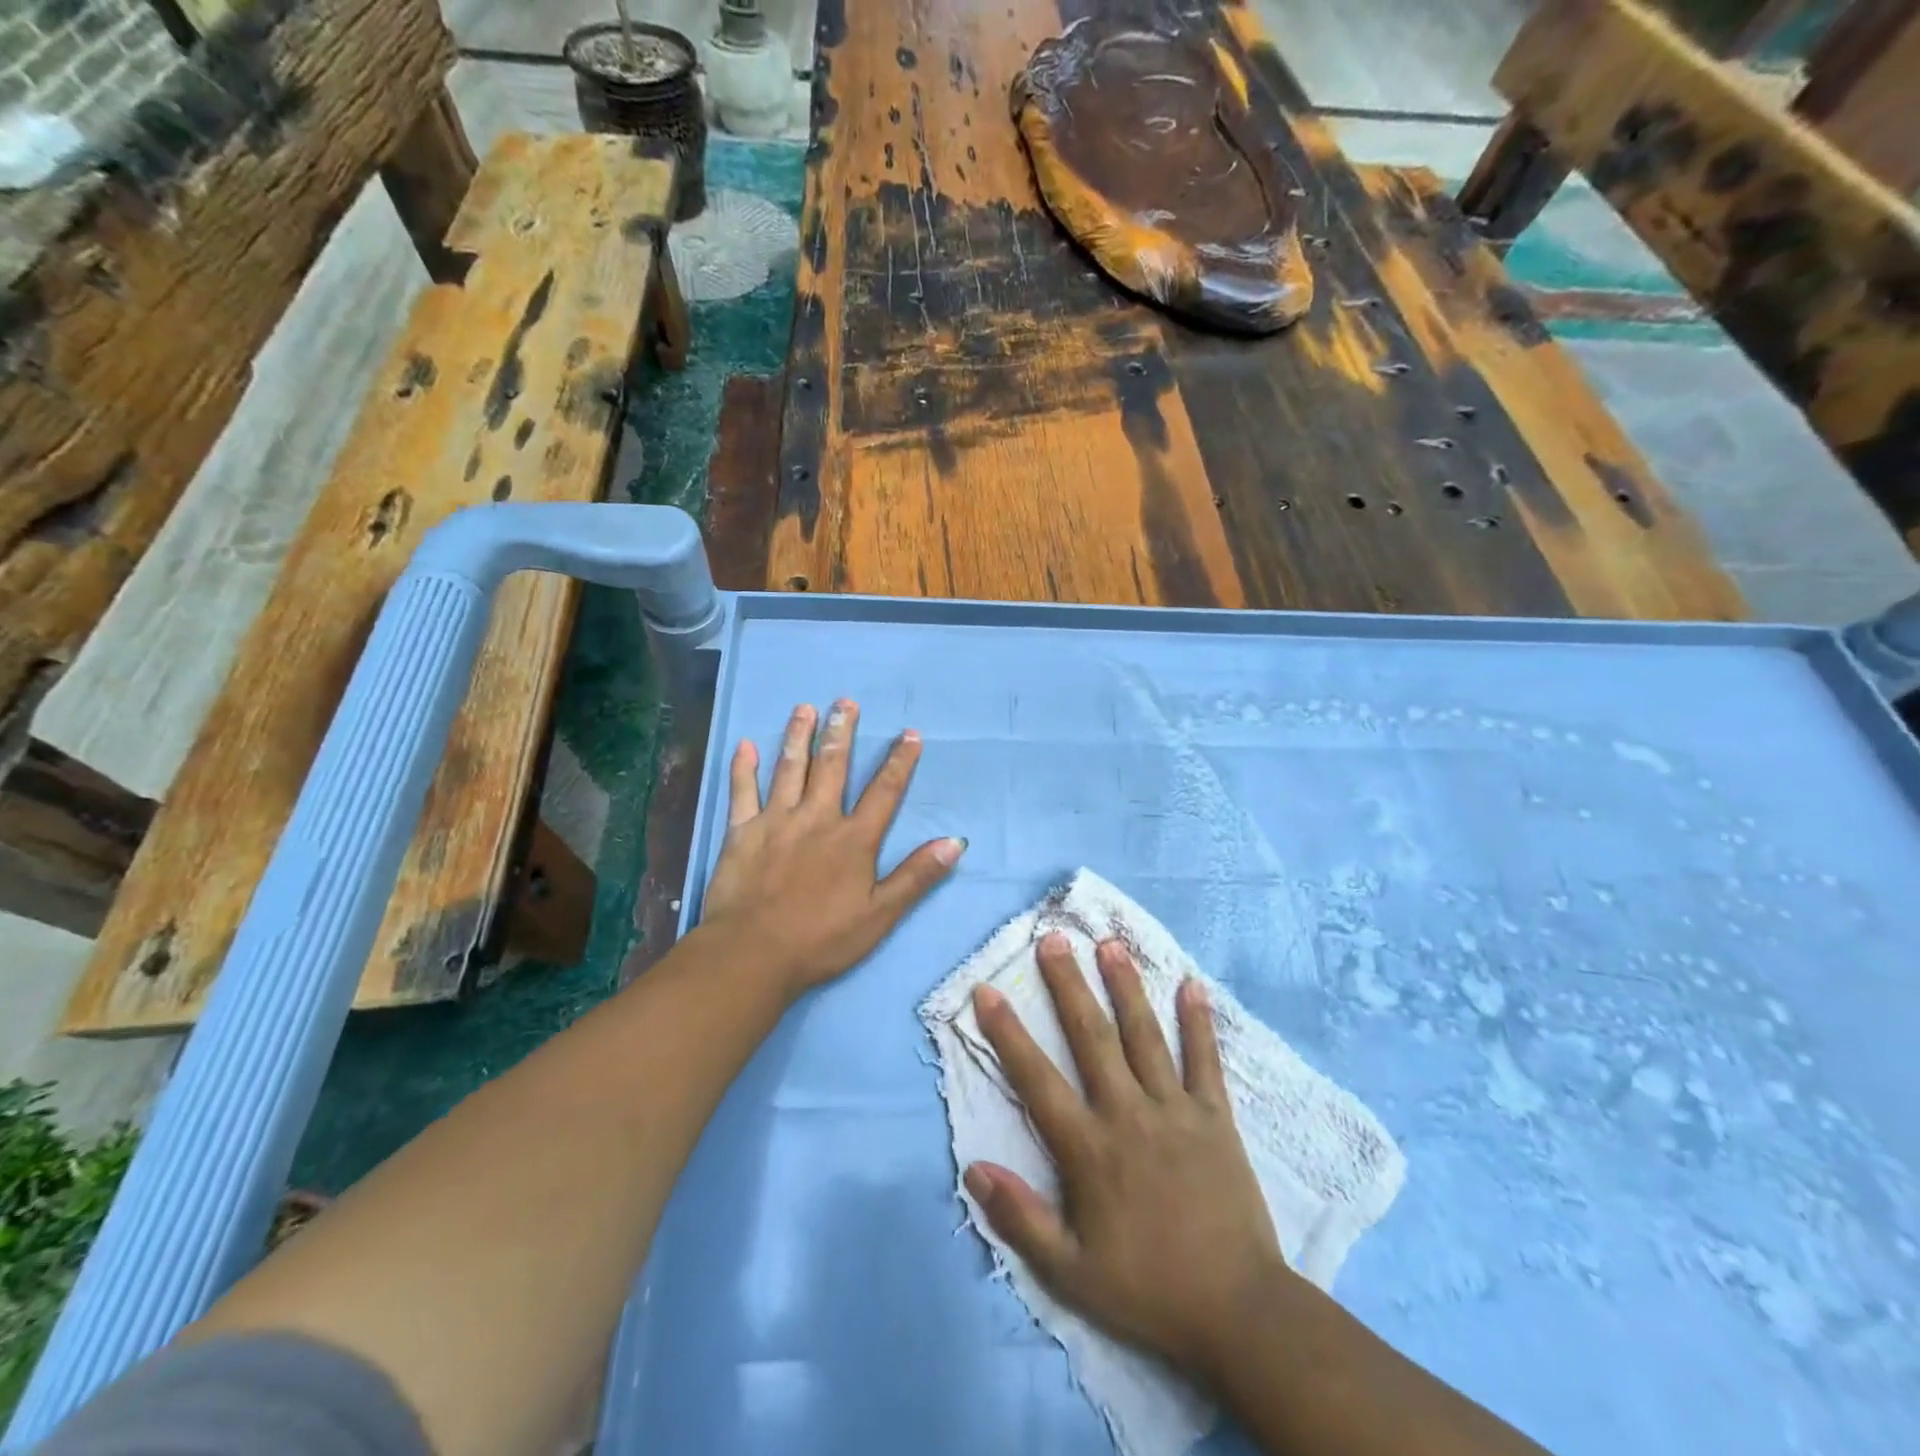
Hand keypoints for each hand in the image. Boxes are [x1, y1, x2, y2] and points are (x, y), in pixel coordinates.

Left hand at [701, 700, 964, 997]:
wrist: (753, 954)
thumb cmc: (821, 940)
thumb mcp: (880, 915)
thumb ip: (916, 876)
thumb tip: (956, 842)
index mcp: (853, 839)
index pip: (884, 792)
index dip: (899, 762)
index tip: (910, 734)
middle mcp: (817, 818)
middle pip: (833, 767)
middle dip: (842, 732)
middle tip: (845, 702)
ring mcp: (776, 821)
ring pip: (790, 769)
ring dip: (799, 736)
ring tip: (804, 708)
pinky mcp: (742, 832)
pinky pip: (742, 792)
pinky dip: (743, 768)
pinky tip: (745, 744)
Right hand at [965, 933, 1290, 1389]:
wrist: (1239, 1312)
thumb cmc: (1148, 1289)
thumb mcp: (1071, 1273)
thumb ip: (1021, 1218)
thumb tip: (974, 1168)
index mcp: (1090, 1148)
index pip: (1037, 1079)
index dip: (1008, 1034)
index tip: (987, 991)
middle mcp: (1128, 1113)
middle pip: (1091, 1037)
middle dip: (1068, 985)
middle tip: (1053, 940)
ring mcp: (1175, 1109)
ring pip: (1144, 1035)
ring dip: (1125, 986)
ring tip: (1109, 944)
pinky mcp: (1216, 1116)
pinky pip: (1205, 1060)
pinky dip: (1199, 1022)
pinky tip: (1192, 984)